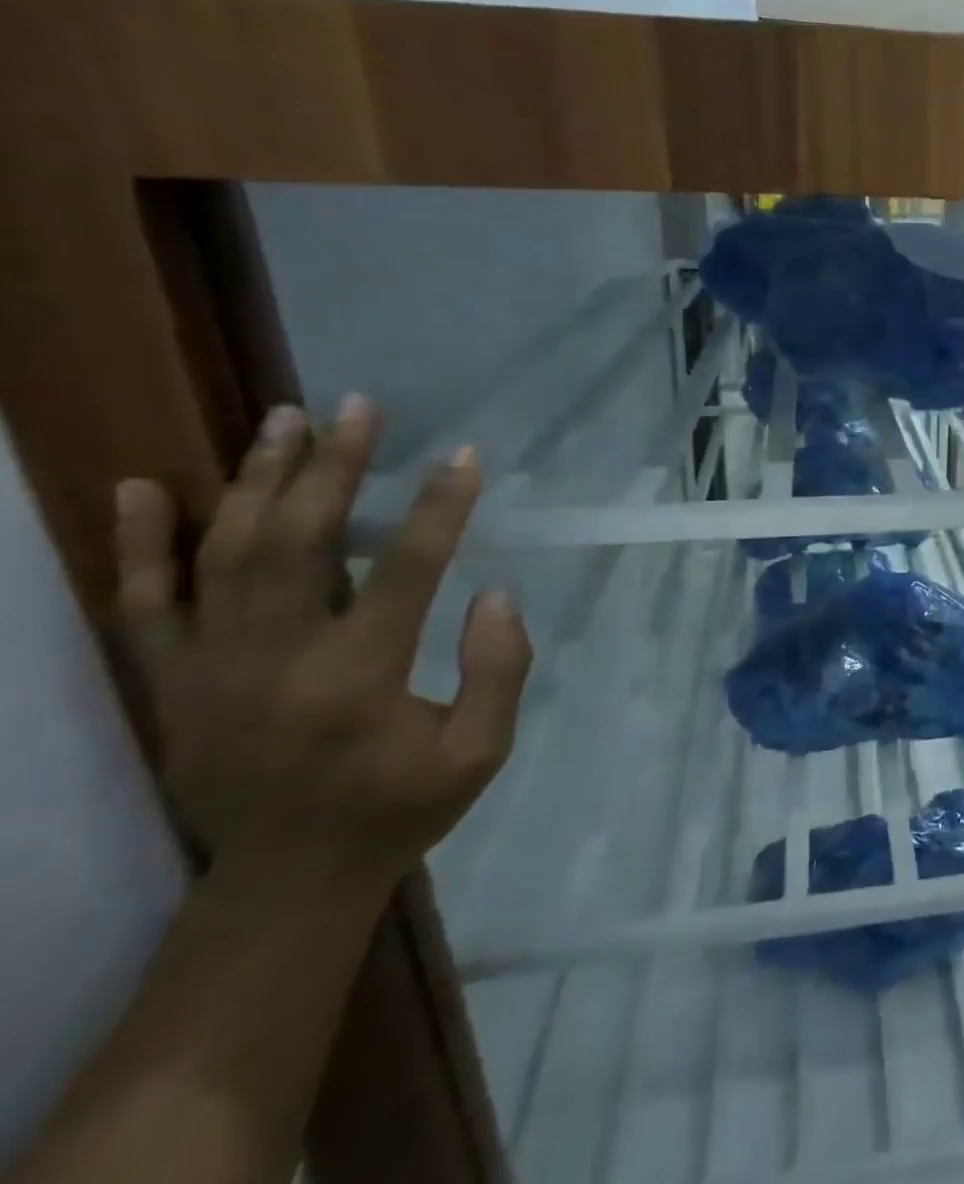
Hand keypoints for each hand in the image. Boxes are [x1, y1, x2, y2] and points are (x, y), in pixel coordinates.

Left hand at [114, 397, 531, 896]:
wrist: (287, 881)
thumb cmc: (400, 809)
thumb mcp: (481, 751)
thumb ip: (498, 670)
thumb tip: (495, 593)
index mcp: (358, 681)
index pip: (406, 571)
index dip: (438, 508)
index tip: (462, 456)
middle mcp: (276, 661)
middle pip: (301, 542)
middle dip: (333, 467)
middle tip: (356, 408)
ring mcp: (210, 668)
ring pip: (226, 553)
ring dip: (256, 479)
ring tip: (283, 418)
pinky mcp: (171, 681)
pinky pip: (144, 603)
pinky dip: (139, 543)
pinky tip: (141, 486)